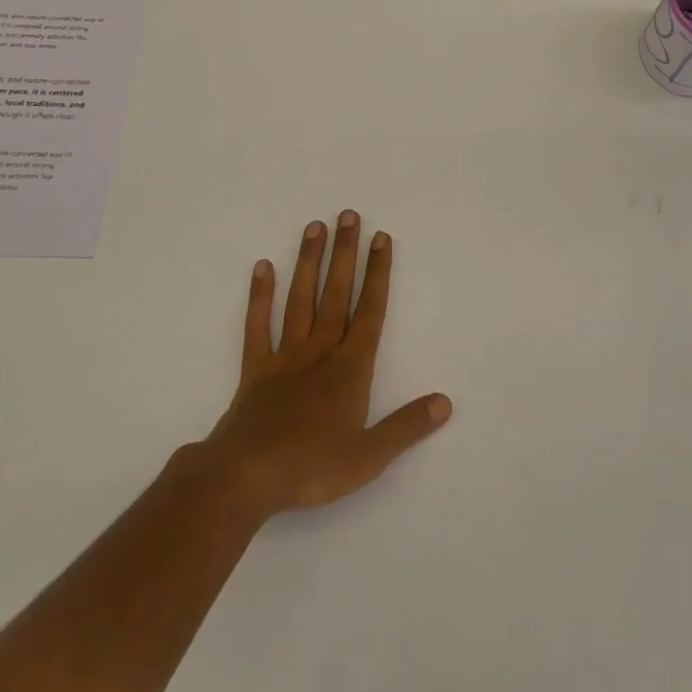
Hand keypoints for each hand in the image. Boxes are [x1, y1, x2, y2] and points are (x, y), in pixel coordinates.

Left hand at [194, 213, 450, 520]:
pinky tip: (263, 267)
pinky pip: (258, 326)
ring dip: (309, 262)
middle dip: (345, 253)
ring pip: (300, 300)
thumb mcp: (369, 456)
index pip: (370, 311)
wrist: (246, 477)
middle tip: (348, 214)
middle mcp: (320, 351)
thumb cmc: (311, 467)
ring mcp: (285, 357)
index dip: (378, 273)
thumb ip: (407, 426)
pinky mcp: (255, 369)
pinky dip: (259, 296)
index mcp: (350, 368)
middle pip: (336, 294)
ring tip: (315, 226)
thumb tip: (445, 402)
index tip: (381, 238)